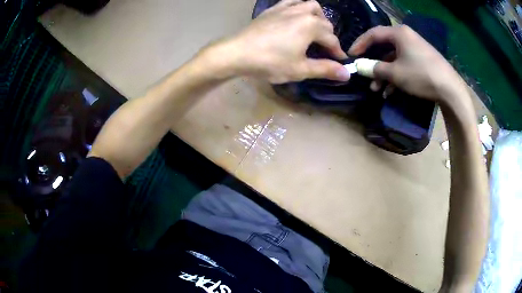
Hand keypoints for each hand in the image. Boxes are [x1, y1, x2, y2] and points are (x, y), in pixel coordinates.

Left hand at [211, 0, 349, 83]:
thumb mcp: (300, 69)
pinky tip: (295, 18)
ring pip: (310, 6)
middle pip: (324, 22)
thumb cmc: (270, 62)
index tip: (340, 63)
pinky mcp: (273, 9)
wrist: (237, 52)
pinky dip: (299, 8)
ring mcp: (286, 8)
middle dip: (329, 36)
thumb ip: (325, 69)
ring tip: (314, 30)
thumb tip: (347, 74)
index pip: (332, 39)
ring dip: (317, 17)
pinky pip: (292, 2)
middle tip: (324, 51)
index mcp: (312, 25)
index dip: (337, 52)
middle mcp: (302, 12)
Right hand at [349, 25, 466, 101]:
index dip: (360, 44)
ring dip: (384, 75)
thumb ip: (375, 68)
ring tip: (378, 91)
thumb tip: (360, 67)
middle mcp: (406, 37)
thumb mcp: (395, 73)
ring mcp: (415, 49)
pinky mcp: (422, 60)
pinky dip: (396, 77)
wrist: (450, 89)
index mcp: (399, 33)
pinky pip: (404, 65)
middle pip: (384, 48)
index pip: (373, 34)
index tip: (351, 55)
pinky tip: (391, 92)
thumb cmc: (421, 75)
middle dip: (374, 65)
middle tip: (366, 77)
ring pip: (394, 59)